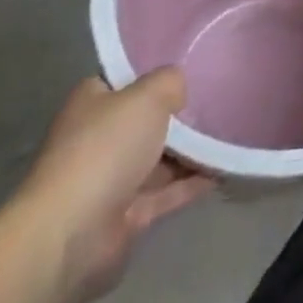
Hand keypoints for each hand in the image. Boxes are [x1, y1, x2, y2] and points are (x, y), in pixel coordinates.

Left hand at [14, 71, 213, 302]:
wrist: (72, 236)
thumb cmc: (105, 149)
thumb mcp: (148, 95)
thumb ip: (170, 82)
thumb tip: (179, 90)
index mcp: (92, 103)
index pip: (125, 80)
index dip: (154, 72)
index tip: (191, 66)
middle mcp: (98, 139)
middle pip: (145, 120)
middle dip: (179, 114)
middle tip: (219, 97)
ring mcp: (111, 180)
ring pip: (159, 158)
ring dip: (191, 150)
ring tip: (231, 130)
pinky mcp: (126, 216)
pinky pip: (167, 192)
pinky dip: (193, 182)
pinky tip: (224, 168)